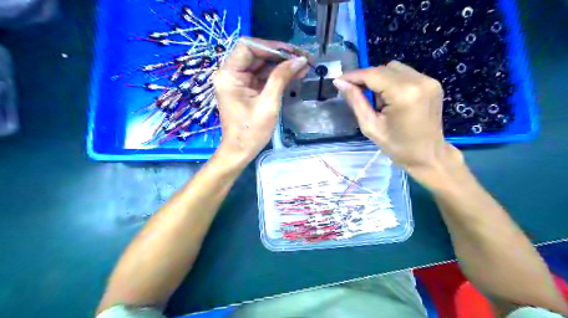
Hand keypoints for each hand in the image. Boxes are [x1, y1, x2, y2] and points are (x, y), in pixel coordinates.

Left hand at [214, 38, 308, 163]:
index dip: (271, 47)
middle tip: (303, 58)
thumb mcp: (268, 103)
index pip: (248, 47)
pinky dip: (278, 76)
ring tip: (304, 67)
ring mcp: (239, 82)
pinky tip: (295, 75)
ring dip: (282, 66)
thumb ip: (282, 78)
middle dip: (280, 56)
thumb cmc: (251, 131)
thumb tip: (299, 60)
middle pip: (257, 55)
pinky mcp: (247, 90)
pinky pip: (263, 77)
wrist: (241, 151)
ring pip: (262, 66)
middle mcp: (231, 74)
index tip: (292, 53)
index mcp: (229, 75)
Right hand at [334, 59, 462, 182]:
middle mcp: (418, 81)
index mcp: (403, 94)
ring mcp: (428, 80)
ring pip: (394, 68)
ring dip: (379, 79)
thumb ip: (356, 101)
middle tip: (354, 92)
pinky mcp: (432, 83)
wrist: (428, 156)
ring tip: (376, 100)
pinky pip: (405, 74)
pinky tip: (390, 98)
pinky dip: (392, 81)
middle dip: (366, 78)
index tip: (338, 80)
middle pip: (383, 69)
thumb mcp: (370, 126)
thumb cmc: (397, 146)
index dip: (353, 75)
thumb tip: (340, 83)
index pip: (373, 75)